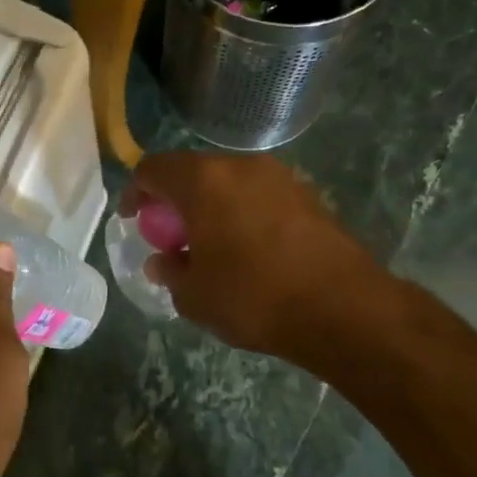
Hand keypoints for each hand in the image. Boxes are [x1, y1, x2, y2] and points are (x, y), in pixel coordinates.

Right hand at [121, 152, 395, 366]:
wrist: (344, 309)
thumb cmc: (254, 298)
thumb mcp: (194, 295)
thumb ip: (170, 271)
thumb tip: (163, 260)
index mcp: (203, 181)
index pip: (153, 169)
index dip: (136, 192)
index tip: (132, 219)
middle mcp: (240, 166)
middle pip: (192, 171)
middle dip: (174, 199)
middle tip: (168, 234)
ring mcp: (278, 177)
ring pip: (228, 182)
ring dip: (209, 205)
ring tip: (208, 244)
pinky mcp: (307, 195)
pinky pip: (257, 195)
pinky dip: (241, 212)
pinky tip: (246, 249)